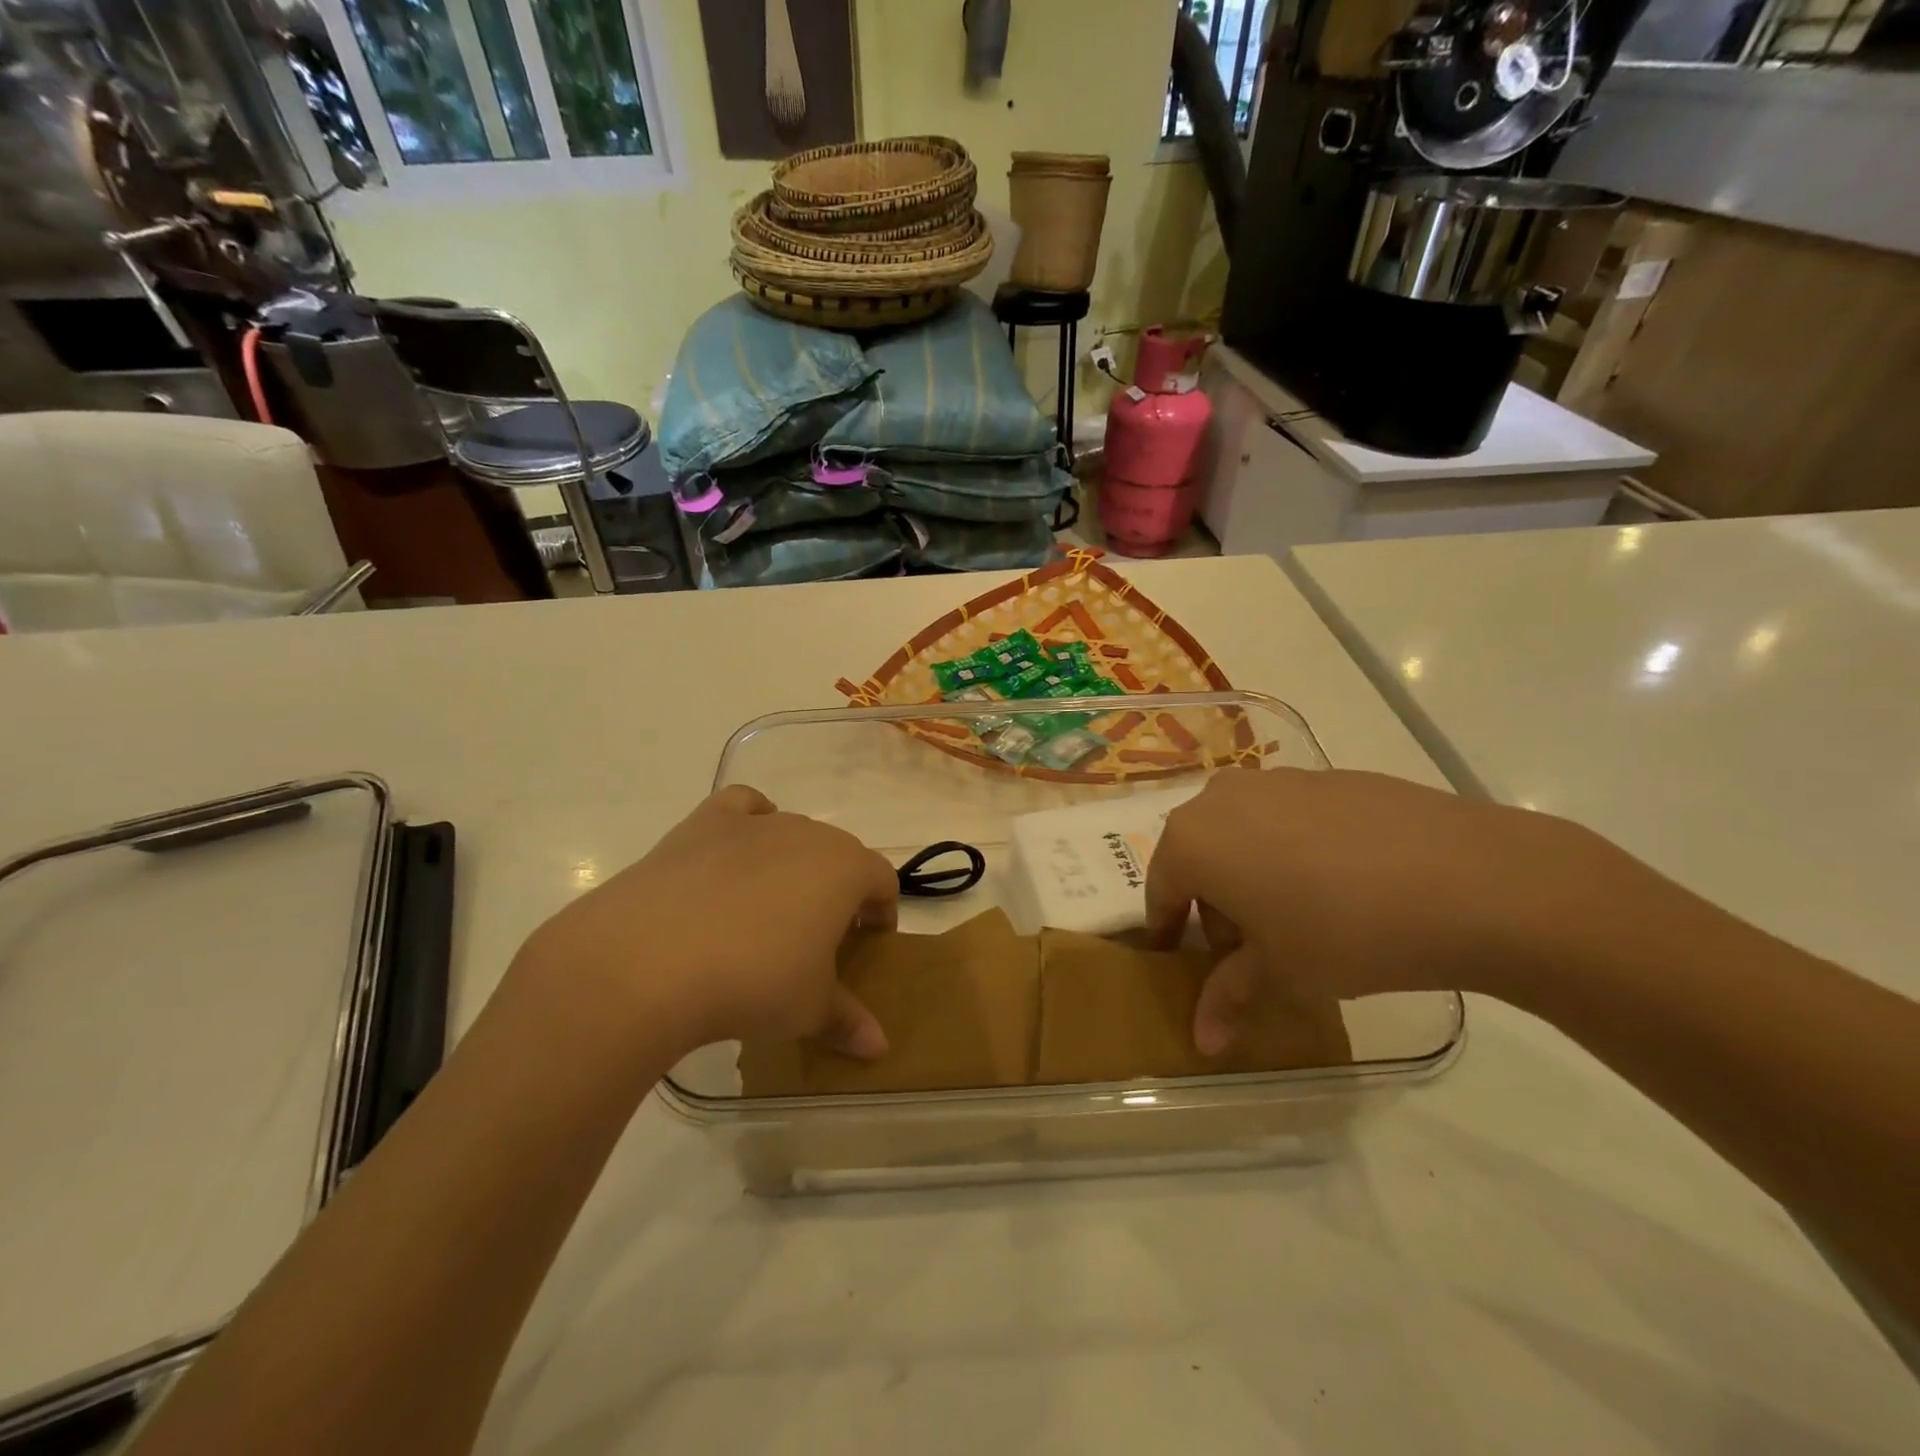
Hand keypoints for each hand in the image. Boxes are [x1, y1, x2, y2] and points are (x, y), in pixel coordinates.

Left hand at [516, 785, 895, 1059]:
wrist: (648, 962)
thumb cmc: (752, 983)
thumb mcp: (808, 1010)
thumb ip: (848, 1021)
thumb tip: (879, 1048)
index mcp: (846, 869)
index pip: (883, 881)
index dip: (881, 912)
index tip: (867, 943)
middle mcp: (807, 834)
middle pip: (839, 854)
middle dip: (838, 890)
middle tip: (818, 937)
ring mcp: (754, 824)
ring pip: (793, 833)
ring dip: (795, 864)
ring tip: (769, 909)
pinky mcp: (703, 823)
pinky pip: (742, 806)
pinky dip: (749, 820)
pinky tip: (739, 850)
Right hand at [1146, 767, 1611, 1053]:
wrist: (1469, 880)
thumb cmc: (1345, 931)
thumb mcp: (1281, 973)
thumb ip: (1230, 999)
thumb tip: (1202, 1042)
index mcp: (1193, 841)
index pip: (1160, 890)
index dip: (1168, 930)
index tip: (1179, 958)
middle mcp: (1222, 798)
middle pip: (1199, 855)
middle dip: (1212, 901)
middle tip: (1245, 946)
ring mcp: (1278, 780)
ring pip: (1241, 831)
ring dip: (1250, 871)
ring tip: (1295, 915)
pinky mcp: (1328, 776)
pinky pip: (1288, 816)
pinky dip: (1292, 848)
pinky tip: (1341, 884)